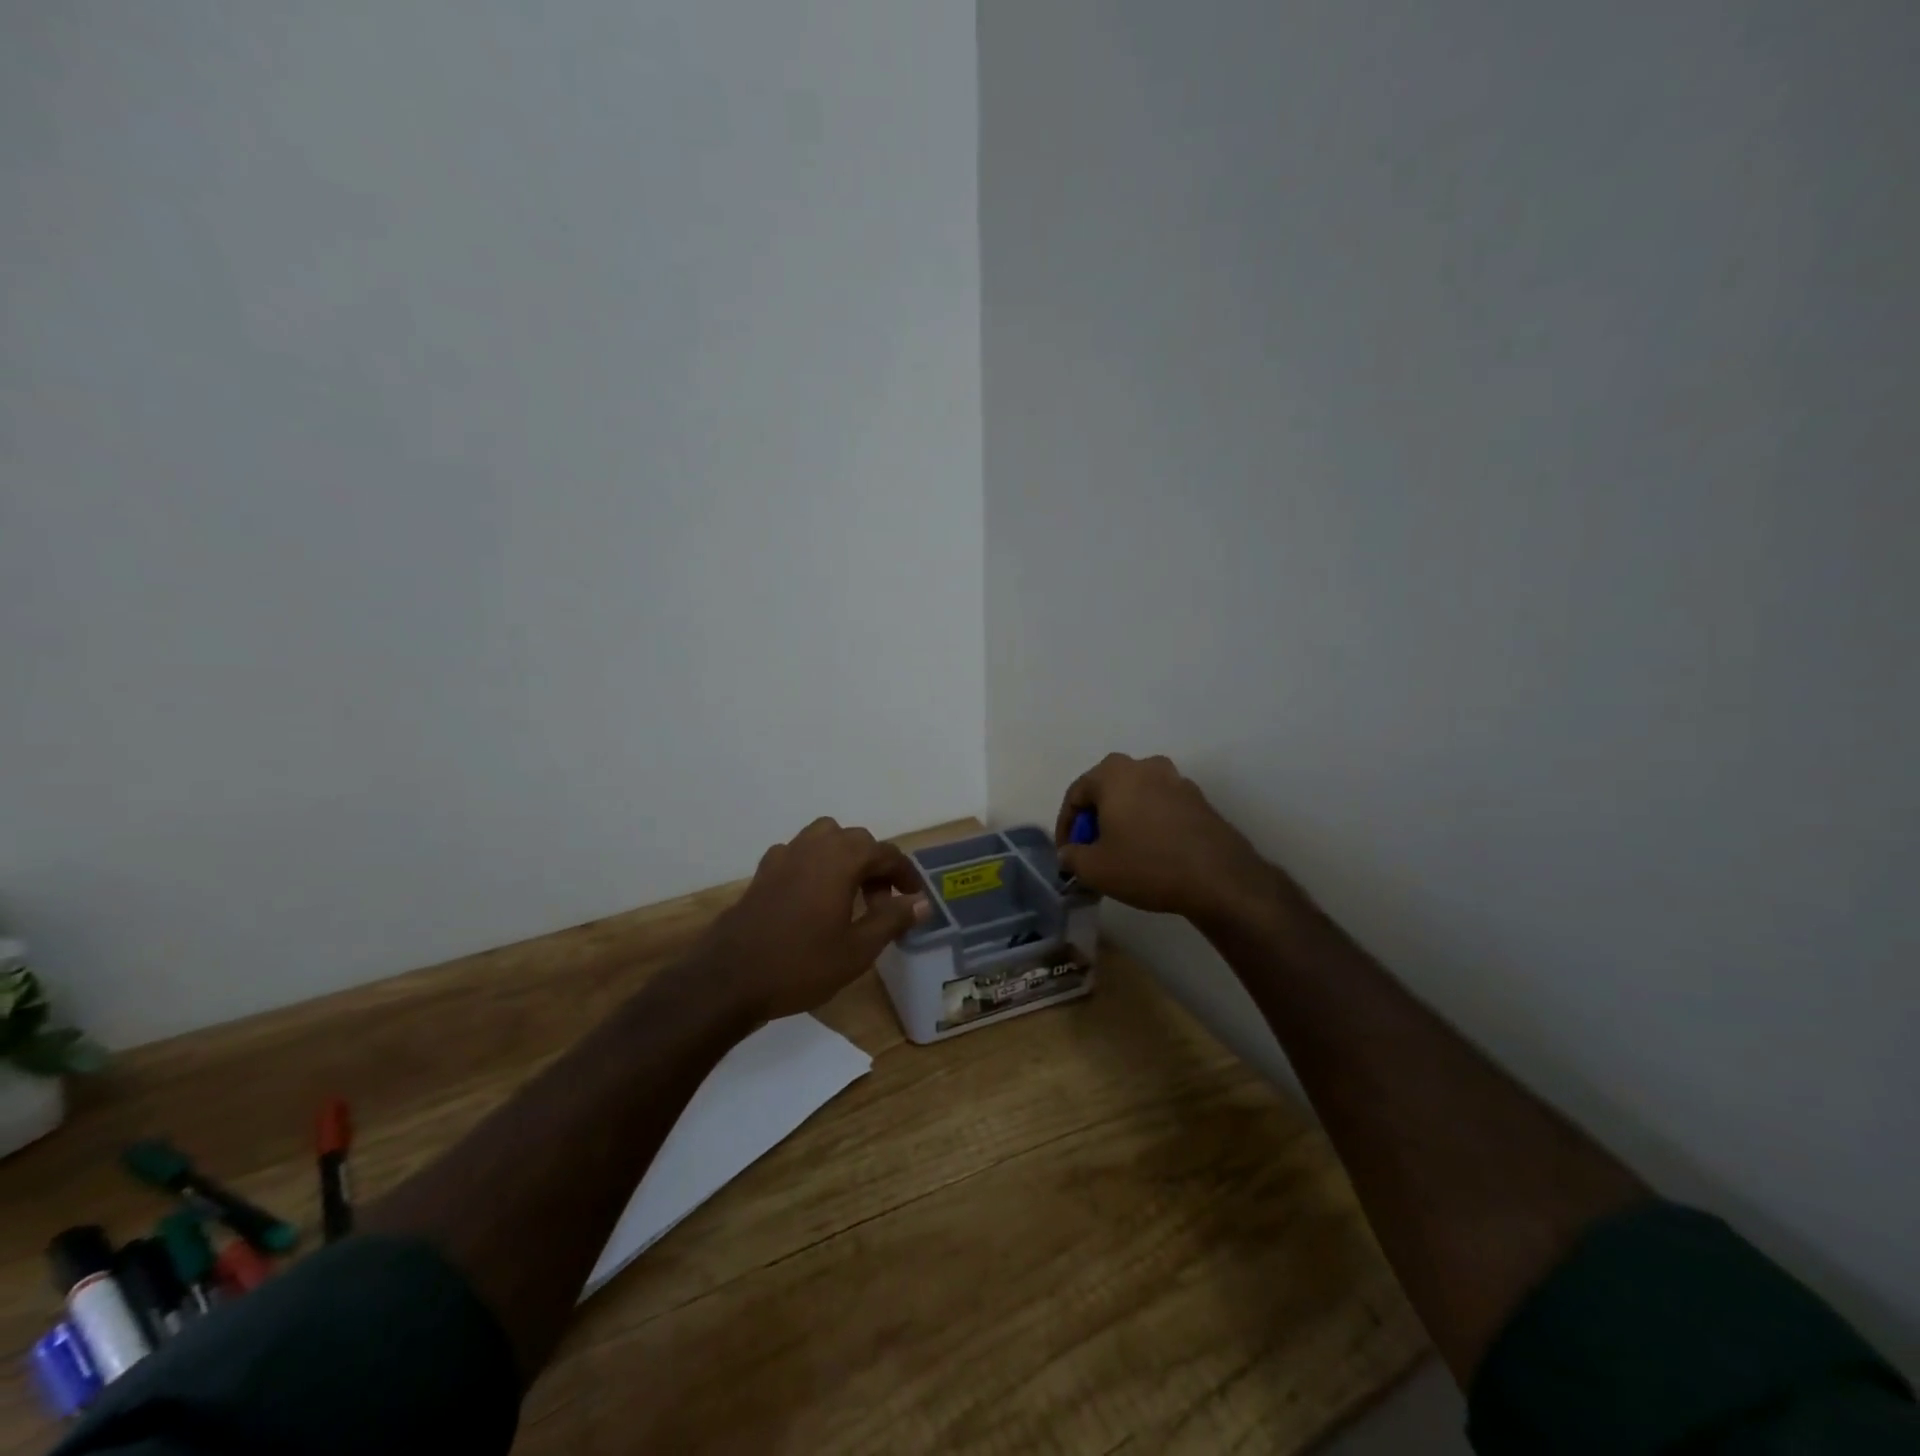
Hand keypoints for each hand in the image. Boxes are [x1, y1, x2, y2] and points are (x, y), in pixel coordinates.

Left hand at [696, 818, 927, 1022]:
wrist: (728, 979)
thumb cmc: (801, 964)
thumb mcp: (858, 949)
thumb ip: (892, 919)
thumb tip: (922, 902)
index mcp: (841, 858)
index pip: (886, 853)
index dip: (906, 874)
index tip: (916, 899)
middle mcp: (813, 846)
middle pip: (855, 840)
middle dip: (875, 866)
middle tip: (883, 903)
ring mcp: (783, 856)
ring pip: (824, 840)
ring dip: (844, 859)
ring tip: (849, 895)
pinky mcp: (762, 873)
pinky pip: (798, 855)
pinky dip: (815, 867)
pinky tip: (813, 900)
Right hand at [1055, 754, 1273, 925]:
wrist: (1219, 878)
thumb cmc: (1146, 865)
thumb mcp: (1094, 869)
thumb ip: (1072, 856)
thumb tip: (1070, 853)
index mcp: (1113, 773)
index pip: (1076, 794)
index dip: (1066, 827)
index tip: (1067, 855)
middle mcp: (1145, 766)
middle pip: (1107, 791)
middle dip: (1095, 821)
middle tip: (1091, 852)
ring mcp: (1176, 780)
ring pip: (1136, 798)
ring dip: (1123, 821)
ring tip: (1121, 854)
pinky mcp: (1199, 800)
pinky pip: (1161, 808)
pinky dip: (1149, 825)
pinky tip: (1150, 853)